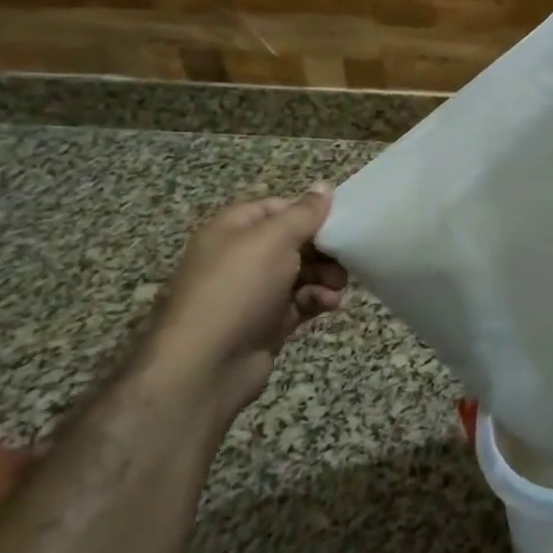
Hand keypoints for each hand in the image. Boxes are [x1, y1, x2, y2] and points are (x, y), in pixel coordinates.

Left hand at [138, 189, 347, 423]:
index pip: (279, 207)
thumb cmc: (238, 289)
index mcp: (234, 229)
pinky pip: (301, 302)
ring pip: (302, 272)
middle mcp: (242, 256)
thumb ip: (304, 212)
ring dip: (326, 275)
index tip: (342, 218)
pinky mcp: (267, 322)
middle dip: (325, 247)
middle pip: (295, 240)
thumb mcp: (274, 239)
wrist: (204, 367)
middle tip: (347, 255)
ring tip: (338, 286)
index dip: (310, 210)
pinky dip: (318, 300)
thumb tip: (325, 185)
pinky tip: (329, 304)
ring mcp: (254, 292)